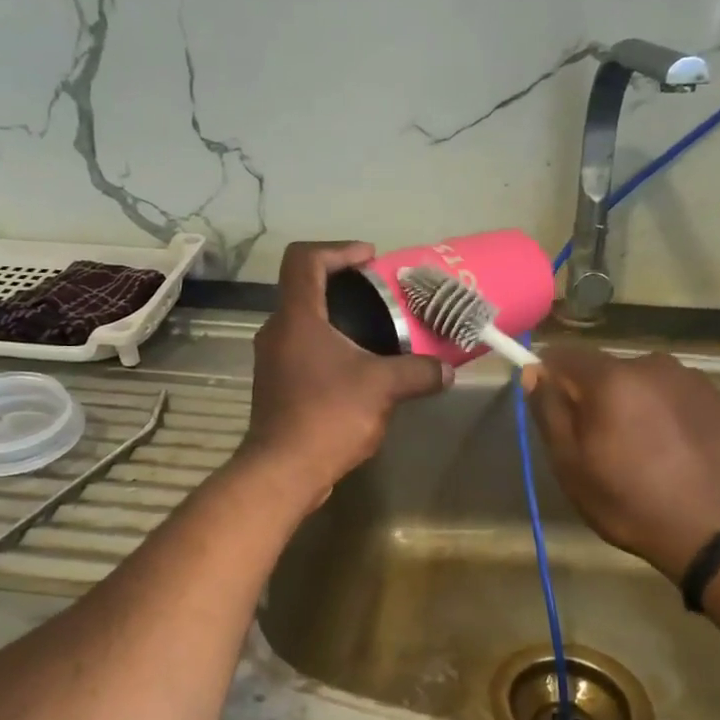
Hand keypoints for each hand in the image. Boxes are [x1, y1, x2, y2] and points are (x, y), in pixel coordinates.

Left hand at [239, 242, 450, 503]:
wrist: (284, 471)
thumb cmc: (329, 415)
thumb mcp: (383, 388)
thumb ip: (419, 372)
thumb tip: (447, 371)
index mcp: (297, 317)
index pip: (305, 259)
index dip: (338, 249)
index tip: (370, 260)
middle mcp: (277, 331)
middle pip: (306, 289)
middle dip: (344, 286)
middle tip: (381, 296)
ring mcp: (272, 360)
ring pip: (305, 324)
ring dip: (338, 321)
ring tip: (376, 332)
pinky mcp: (277, 386)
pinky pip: (304, 351)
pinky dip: (331, 349)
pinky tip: (359, 370)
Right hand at [523, 347, 719, 581]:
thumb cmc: (636, 504)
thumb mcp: (573, 468)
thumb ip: (550, 413)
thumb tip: (534, 372)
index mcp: (612, 378)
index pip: (564, 355)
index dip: (550, 378)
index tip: (554, 412)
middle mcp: (655, 366)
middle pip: (608, 371)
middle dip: (598, 398)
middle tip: (602, 447)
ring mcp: (697, 382)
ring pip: (648, 386)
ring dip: (638, 408)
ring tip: (648, 456)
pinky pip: (682, 401)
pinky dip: (673, 420)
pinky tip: (682, 459)